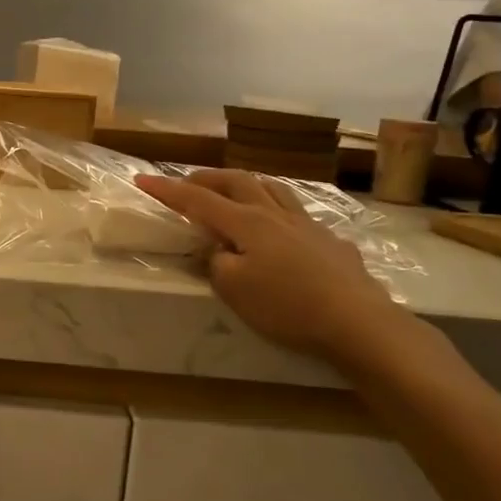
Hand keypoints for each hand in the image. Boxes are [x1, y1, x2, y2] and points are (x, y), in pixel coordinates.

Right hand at [135, 170, 408, 366]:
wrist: (358, 322)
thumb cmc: (287, 306)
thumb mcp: (234, 289)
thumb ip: (216, 263)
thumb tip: (216, 250)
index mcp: (247, 223)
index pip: (197, 199)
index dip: (167, 189)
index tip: (142, 179)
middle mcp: (276, 215)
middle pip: (238, 182)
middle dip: (208, 177)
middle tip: (189, 181)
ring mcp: (308, 226)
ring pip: (274, 189)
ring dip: (247, 184)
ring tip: (235, 190)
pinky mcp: (332, 243)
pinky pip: (301, 215)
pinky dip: (281, 211)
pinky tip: (285, 229)